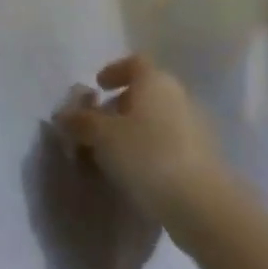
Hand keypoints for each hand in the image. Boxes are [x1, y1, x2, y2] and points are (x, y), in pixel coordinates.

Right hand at [57, 56, 238, 238]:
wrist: (203, 205)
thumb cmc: (147, 155)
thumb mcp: (101, 135)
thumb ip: (80, 121)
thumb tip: (64, 115)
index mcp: (156, 83)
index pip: (135, 62)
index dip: (114, 70)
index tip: (98, 87)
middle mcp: (179, 98)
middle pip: (146, 92)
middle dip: (119, 104)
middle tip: (96, 123)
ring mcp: (195, 128)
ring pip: (156, 119)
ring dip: (133, 129)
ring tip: (109, 152)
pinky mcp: (202, 158)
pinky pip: (167, 143)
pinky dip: (148, 149)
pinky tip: (132, 170)